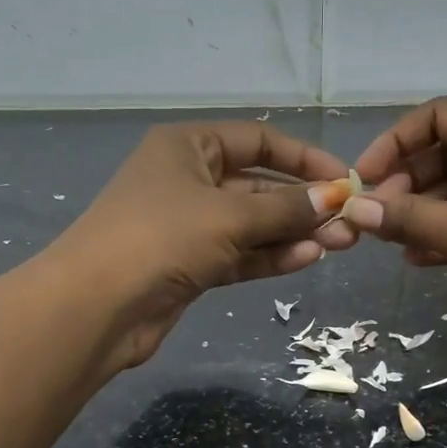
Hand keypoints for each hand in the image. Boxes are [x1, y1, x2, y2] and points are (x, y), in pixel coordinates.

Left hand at [49, 120, 357, 370]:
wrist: (97, 306)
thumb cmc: (162, 237)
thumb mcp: (229, 215)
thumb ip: (285, 208)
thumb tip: (335, 197)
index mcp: (187, 146)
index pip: (257, 141)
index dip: (303, 158)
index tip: (344, 179)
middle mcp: (187, 179)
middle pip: (257, 185)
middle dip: (303, 203)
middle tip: (349, 222)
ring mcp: (187, 225)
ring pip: (251, 224)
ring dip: (293, 233)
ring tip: (339, 243)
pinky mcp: (189, 265)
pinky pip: (239, 253)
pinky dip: (270, 256)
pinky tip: (307, 258)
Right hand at [342, 97, 446, 347]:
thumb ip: (410, 218)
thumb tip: (352, 210)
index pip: (439, 116)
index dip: (395, 142)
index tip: (363, 179)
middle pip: (445, 154)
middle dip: (405, 182)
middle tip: (374, 217)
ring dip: (421, 212)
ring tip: (388, 240)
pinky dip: (444, 236)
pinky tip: (415, 259)